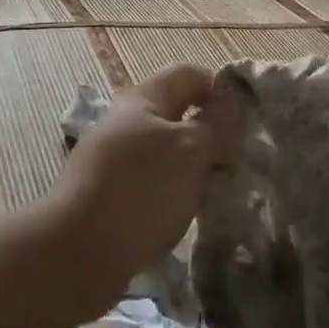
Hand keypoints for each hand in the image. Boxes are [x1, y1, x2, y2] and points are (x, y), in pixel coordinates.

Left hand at [42, 65, 227, 302]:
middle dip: (211, 134)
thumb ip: (215, 124)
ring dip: (194, 168)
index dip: (221, 90)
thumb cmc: (141, 189)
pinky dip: (173, 193)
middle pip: (177, 115)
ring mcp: (113, 159)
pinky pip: (152, 183)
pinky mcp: (109, 195)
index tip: (249, 121)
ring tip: (220, 191)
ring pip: (166, 152)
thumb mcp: (190, 150)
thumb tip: (230, 104)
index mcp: (143, 99)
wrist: (79, 252)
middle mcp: (125, 122)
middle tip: (241, 161)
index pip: (189, 75)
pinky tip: (188, 214)